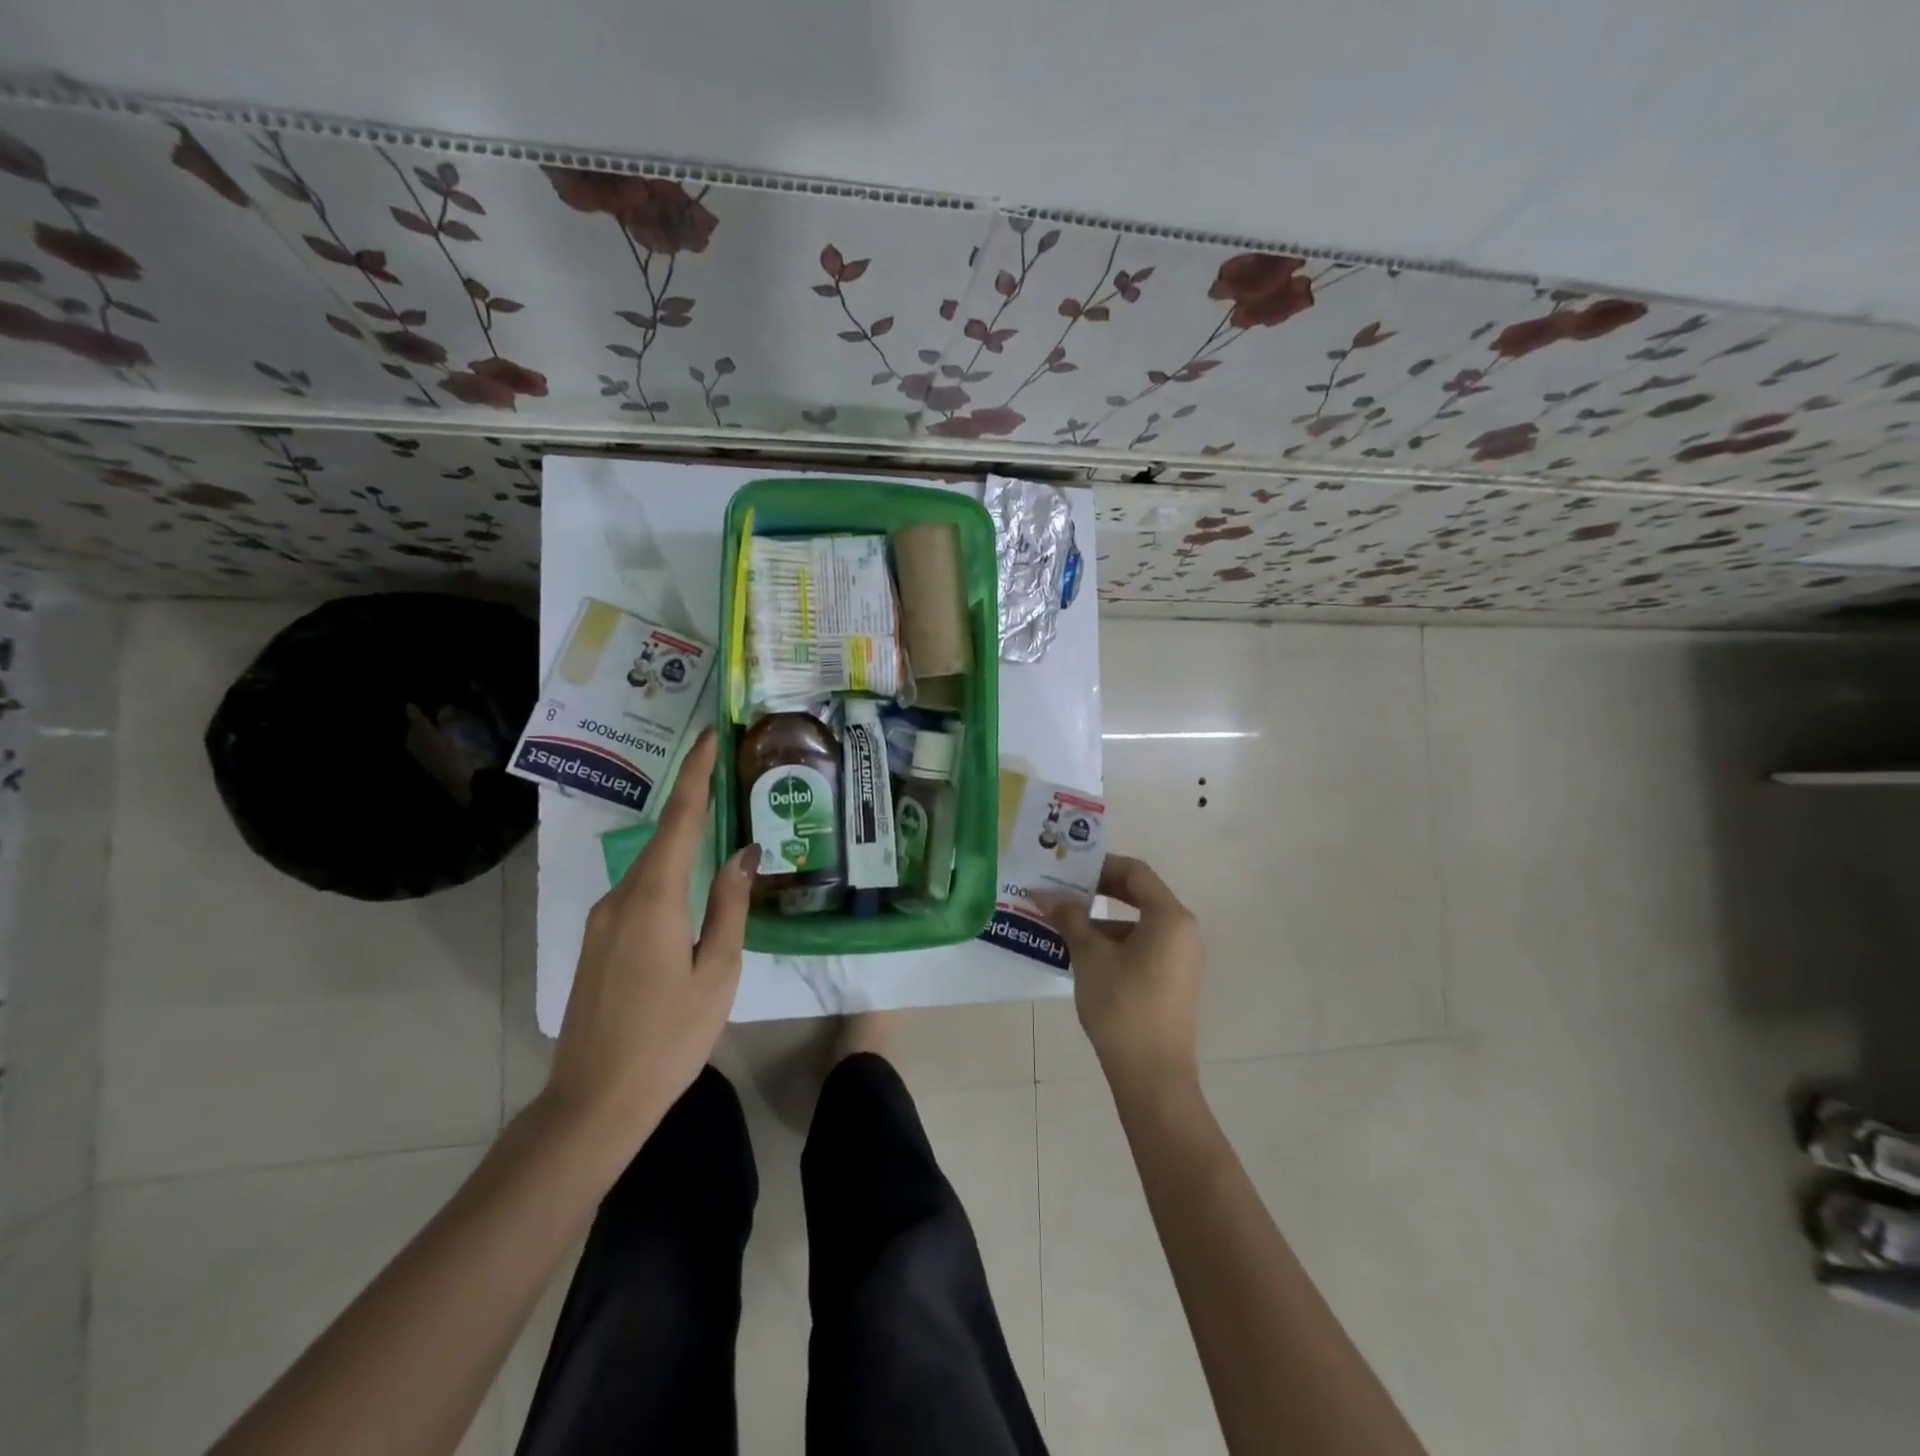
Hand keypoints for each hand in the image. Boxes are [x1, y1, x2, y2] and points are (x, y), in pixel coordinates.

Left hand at [542, 728, 759, 1152]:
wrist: (593, 1102)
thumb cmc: (669, 1038)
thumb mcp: (717, 972)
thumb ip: (729, 905)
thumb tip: (744, 853)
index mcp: (654, 899)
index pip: (680, 820)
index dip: (697, 775)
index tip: (710, 737)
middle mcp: (620, 897)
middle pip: (663, 837)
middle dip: (694, 802)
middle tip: (728, 777)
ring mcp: (601, 920)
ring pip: (650, 867)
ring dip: (682, 843)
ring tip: (719, 831)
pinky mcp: (596, 941)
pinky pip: (638, 892)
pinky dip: (667, 875)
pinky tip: (690, 888)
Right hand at [1034, 855, 1204, 1090]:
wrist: (1153, 1076)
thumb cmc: (1122, 1005)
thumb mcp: (1090, 956)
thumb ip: (1069, 918)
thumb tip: (1043, 894)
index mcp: (1170, 917)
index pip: (1135, 872)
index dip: (1100, 865)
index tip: (1068, 868)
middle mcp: (1183, 931)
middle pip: (1139, 895)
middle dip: (1099, 891)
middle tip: (1063, 891)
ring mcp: (1182, 959)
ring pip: (1138, 924)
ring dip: (1102, 920)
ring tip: (1064, 927)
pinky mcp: (1174, 981)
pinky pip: (1144, 947)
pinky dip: (1115, 943)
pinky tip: (1084, 956)